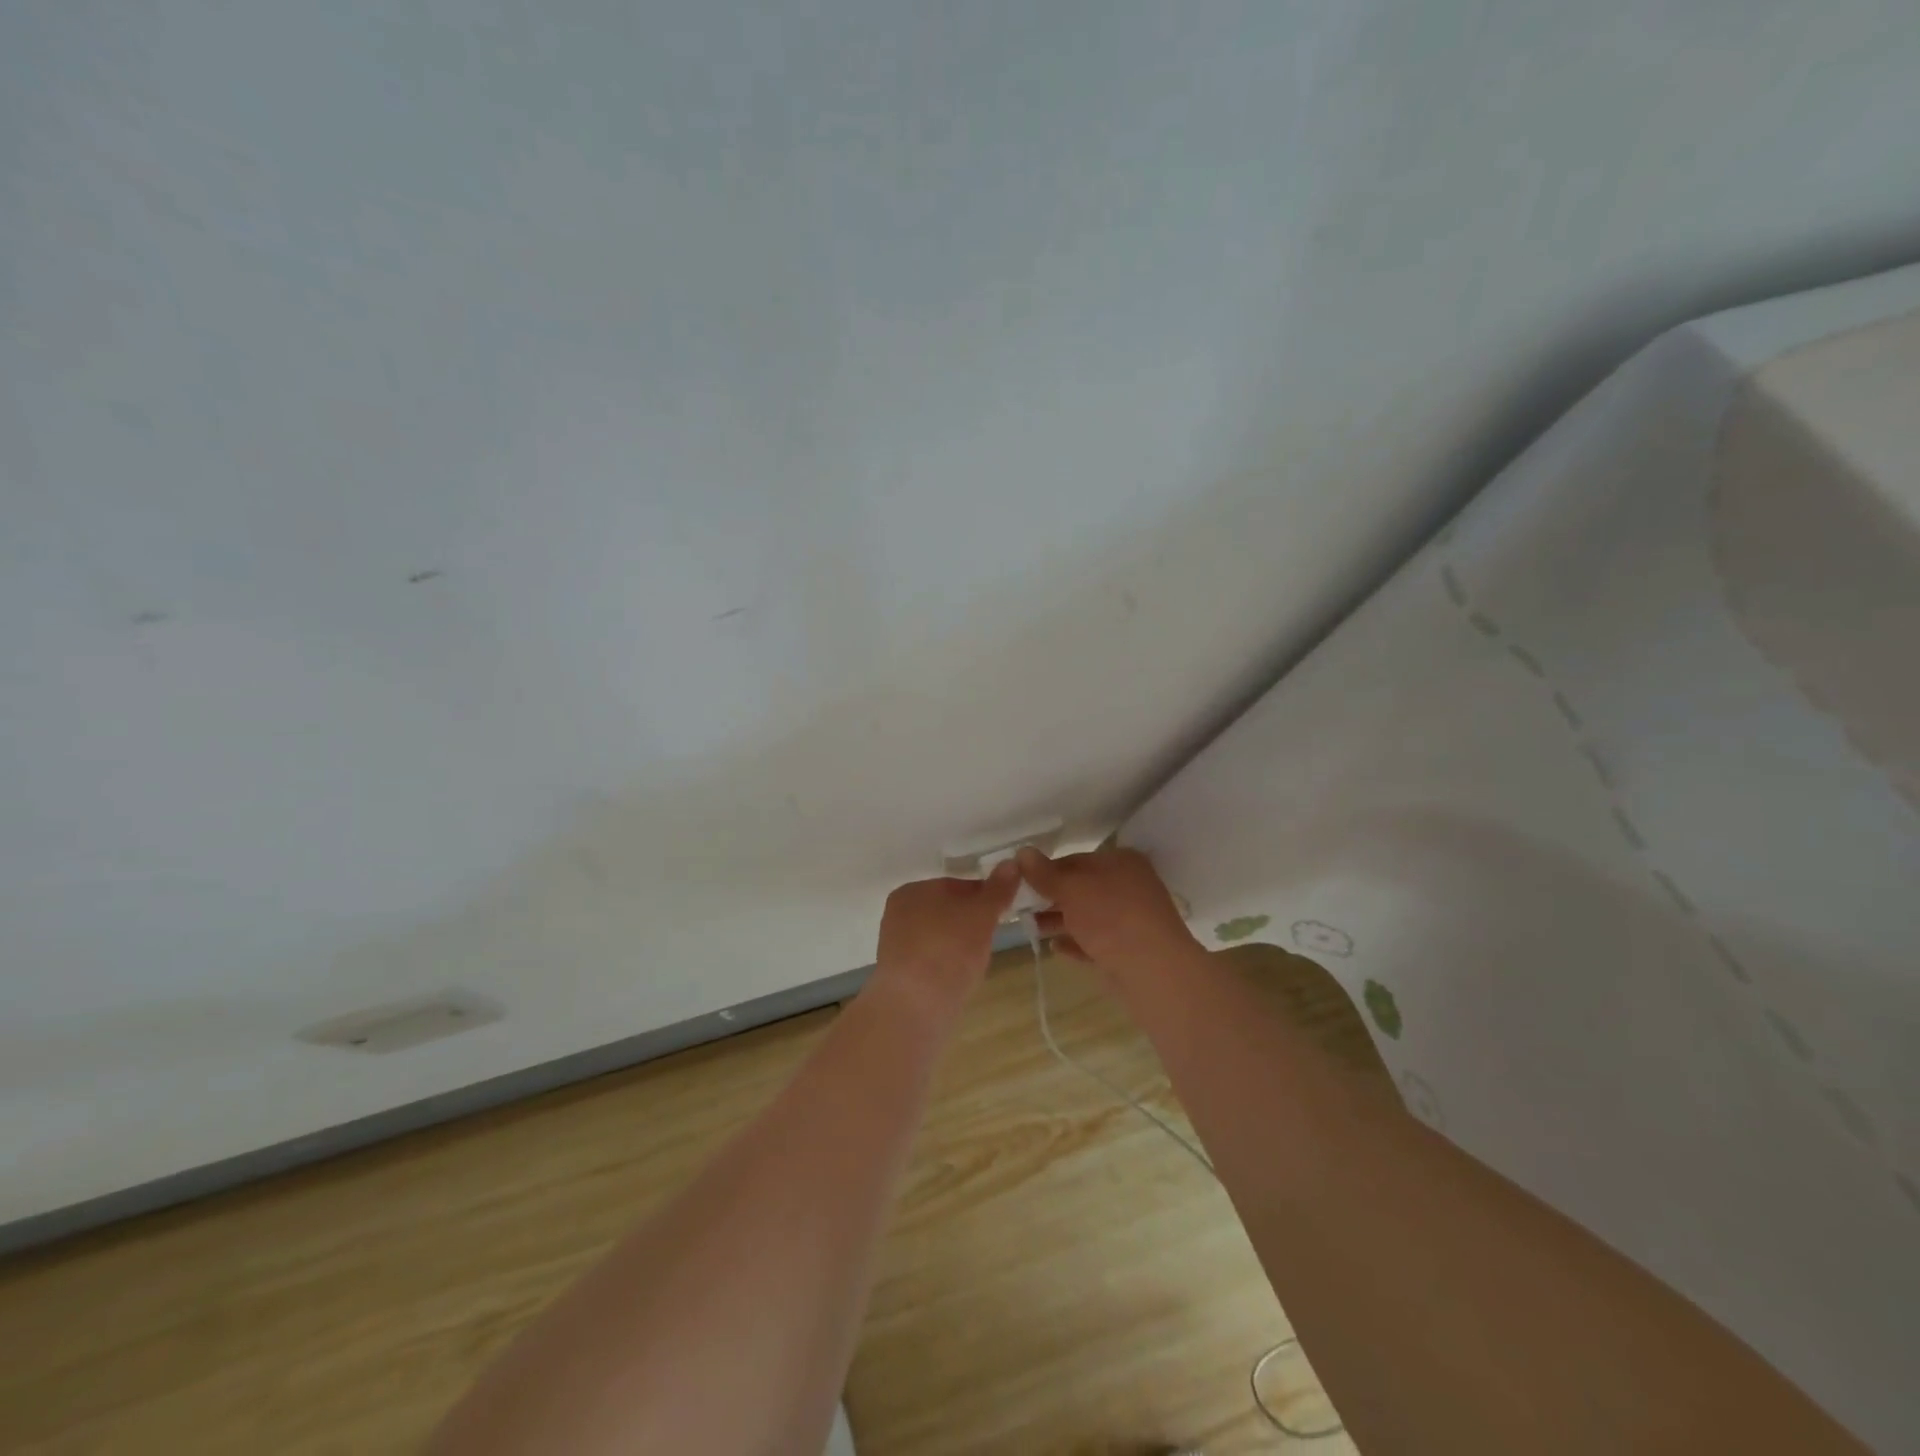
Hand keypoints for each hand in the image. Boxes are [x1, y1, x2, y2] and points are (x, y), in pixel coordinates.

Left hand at [873, 861, 1019, 1016]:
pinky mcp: (899, 973)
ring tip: (977, 962)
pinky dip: (947, 964)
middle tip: (992, 939)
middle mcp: (898, 912)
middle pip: (948, 910)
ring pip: (940, 936)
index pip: (957, 885)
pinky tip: (959, 977)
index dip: (984, 897)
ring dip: (960, 944)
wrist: (915, 1006)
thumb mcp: (981, 915)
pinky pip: (931, 959)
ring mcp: (896, 944)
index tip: (1004, 912)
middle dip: (971, 922)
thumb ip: (997, 889)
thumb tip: (1011, 863)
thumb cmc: (949, 950)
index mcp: (913, 889)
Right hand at [1016, 845, 1200, 977]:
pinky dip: (1075, 943)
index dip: (1046, 870)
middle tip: (1019, 906)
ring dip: (1059, 921)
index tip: (1019, 881)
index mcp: (1121, 862)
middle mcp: (1128, 887)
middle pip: (1081, 888)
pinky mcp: (1127, 951)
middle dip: (1050, 897)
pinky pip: (1095, 942)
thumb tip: (1022, 852)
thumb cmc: (1111, 917)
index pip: (1075, 860)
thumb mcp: (1072, 889)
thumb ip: (1045, 873)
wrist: (1152, 971)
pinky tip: (1054, 947)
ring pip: (1087, 917)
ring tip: (1031, 928)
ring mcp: (1129, 920)